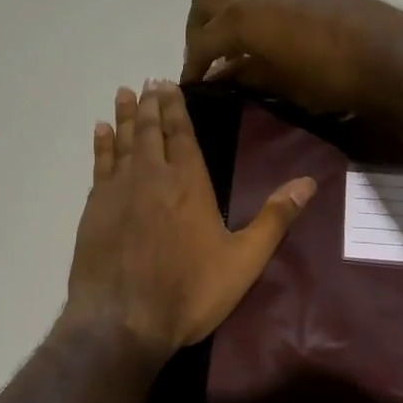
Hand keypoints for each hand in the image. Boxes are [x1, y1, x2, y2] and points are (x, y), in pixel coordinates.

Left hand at [63, 80, 315, 356]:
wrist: (123, 319)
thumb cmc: (189, 292)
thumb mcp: (243, 260)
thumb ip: (275, 219)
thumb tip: (309, 182)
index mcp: (189, 184)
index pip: (181, 134)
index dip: (175, 108)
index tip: (167, 84)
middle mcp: (151, 176)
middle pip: (149, 131)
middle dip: (150, 105)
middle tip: (147, 82)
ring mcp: (118, 191)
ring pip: (122, 143)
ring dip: (123, 117)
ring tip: (123, 94)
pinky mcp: (93, 209)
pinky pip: (99, 165)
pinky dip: (101, 146)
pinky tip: (101, 132)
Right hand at [181, 0, 402, 116]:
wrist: (393, 57)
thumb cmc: (330, 78)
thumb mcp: (280, 84)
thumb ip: (246, 75)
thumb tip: (223, 75)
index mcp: (243, 16)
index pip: (202, 40)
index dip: (192, 65)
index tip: (192, 86)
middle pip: (208, 2)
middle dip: (199, 31)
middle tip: (205, 60)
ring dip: (228, 18)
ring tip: (237, 50)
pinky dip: (255, 13)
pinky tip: (270, 39)